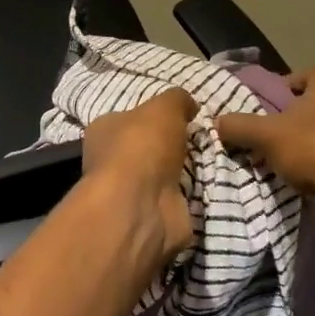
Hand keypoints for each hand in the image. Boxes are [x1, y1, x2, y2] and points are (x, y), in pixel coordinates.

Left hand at [81, 87, 197, 262]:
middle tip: (200, 140)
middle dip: (172, 146)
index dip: (154, 117)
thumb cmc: (142, 146)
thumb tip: (188, 104)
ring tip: (211, 161)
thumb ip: (177, 100)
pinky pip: (175, 200)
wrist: (141, 206)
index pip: (128, 119)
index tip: (182, 117)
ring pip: (162, 175)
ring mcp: (130, 191)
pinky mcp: (150, 216)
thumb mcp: (163, 107)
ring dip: (184, 172)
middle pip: (147, 148)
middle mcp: (111, 161)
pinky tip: (207, 186)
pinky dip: (189, 195)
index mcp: (103, 130)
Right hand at [215, 66, 314, 202]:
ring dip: (306, 141)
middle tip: (268, 139)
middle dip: (289, 121)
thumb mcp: (265, 135)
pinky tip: (310, 175)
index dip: (271, 98)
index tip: (260, 119)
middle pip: (308, 105)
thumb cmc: (314, 149)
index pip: (291, 80)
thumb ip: (238, 125)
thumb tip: (217, 122)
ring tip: (286, 161)